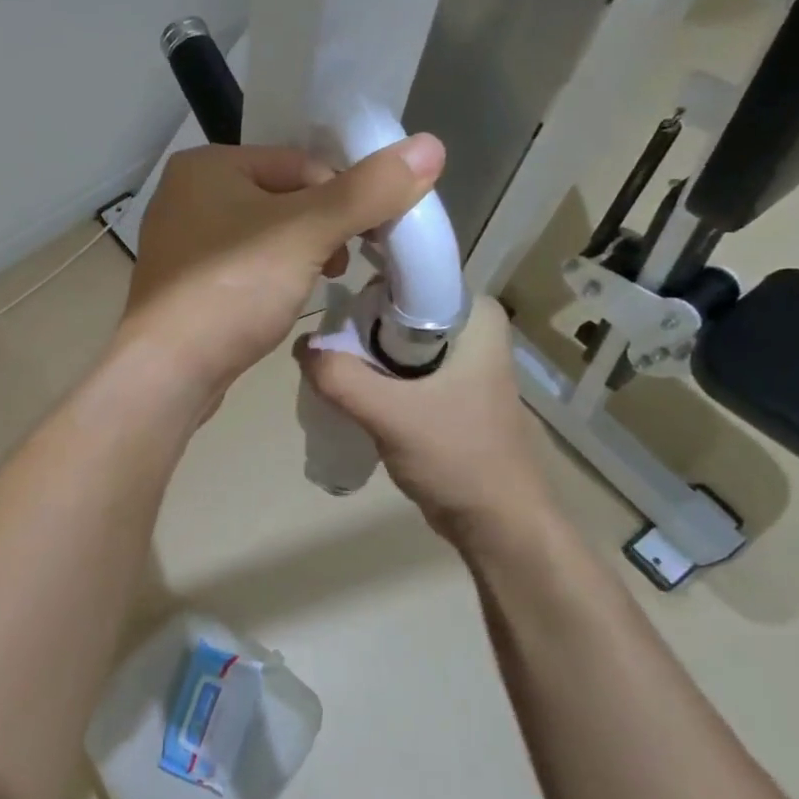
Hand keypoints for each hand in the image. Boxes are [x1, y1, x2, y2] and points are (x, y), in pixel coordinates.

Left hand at [117, 136, 444, 407]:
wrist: (167, 371)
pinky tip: (277, 305)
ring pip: (261, 237)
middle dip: (320, 229)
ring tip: (314, 285)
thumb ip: (367, 190)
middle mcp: (185, 196)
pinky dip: (266, 280)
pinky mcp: (182, 287)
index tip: (368, 235)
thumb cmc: (233, 289)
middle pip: (281, 198)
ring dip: (298, 256)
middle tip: (340, 264)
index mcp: (206, 165)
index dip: (343, 195)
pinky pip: (239, 269)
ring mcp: (178, 245)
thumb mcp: (307, 232)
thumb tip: (430, 145)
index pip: (299, 163)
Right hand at [296, 296, 547, 535]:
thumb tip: (301, 347)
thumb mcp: (390, 413)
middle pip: (394, 310)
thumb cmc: (457, 457)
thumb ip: (340, 377)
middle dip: (357, 330)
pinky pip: (398, 369)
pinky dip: (374, 379)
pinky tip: (352, 397)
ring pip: (392, 342)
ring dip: (362, 357)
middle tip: (328, 356)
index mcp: (474, 316)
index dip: (365, 291)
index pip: (407, 277)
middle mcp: (469, 330)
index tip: (330, 315)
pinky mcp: (447, 391)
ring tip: (332, 377)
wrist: (497, 521)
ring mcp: (459, 362)